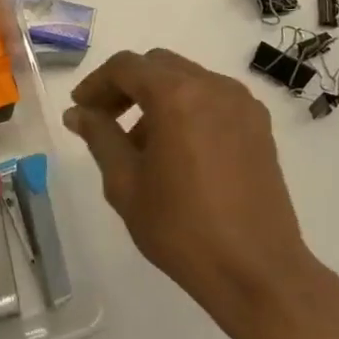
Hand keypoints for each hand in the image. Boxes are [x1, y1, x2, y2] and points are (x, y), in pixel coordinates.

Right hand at [63, 49, 338, 338]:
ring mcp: (242, 104)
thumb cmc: (182, 228)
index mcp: (176, 95)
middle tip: (104, 120)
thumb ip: (99, 137)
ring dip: (156, 98)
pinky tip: (178, 151)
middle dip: (126, 87)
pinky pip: (213, 99)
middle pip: (158, 66)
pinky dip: (187, 109)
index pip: (126, 67)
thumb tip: (78, 112)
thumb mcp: (126, 183)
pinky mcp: (259, 126)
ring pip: (187, 80)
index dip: (97, 83)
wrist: (258, 272)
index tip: (80, 109)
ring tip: (140, 144)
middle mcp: (213, 86)